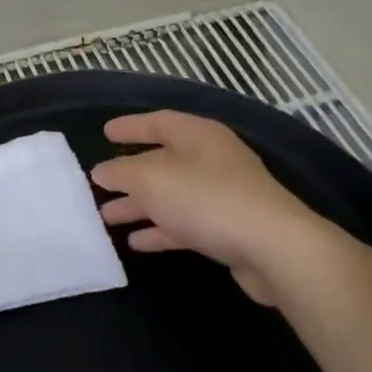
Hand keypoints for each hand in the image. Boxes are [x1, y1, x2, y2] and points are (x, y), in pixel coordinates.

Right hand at [89, 110, 326, 306]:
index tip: (105, 132)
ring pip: (171, 195)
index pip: (159, 122)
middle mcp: (213, 160)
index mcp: (199, 136)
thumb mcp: (153, 180)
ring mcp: (223, 195)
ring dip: (139, 205)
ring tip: (107, 218)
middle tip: (98, 185)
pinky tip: (137, 242)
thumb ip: (122, 173)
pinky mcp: (228, 228)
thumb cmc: (208, 201)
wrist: (274, 249)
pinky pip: (185, 223)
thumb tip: (102, 171)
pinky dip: (160, 230)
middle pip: (163, 161)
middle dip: (129, 174)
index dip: (131, 127)